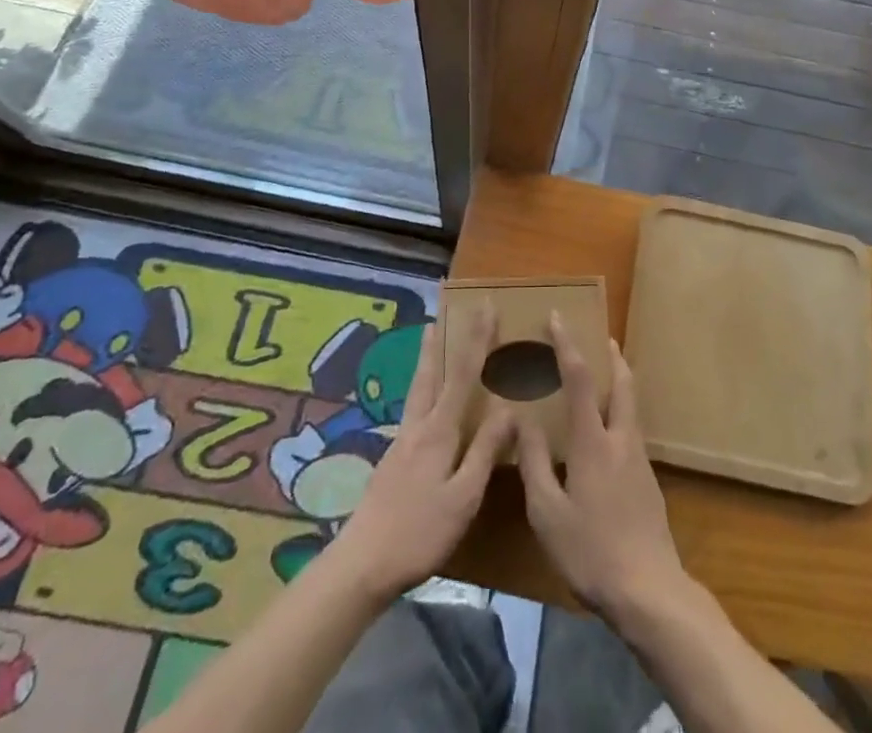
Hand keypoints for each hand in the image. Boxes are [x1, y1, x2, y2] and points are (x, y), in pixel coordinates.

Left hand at [329, 308, 511, 600]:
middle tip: (444, 310)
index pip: (463, 374)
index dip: (476, 339)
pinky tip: (422, 397)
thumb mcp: (463, 497)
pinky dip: (421, 386)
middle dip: (441, 340)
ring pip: (417, 388)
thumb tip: (509, 408)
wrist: (362, 564)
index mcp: (439, 431)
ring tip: (429, 336)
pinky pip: (412, 407)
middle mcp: (418, 426)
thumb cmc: (419, 533)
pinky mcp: (392, 459)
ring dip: (427, 358)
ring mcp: (401, 442)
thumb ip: (484, 451)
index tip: (485, 307)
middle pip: (431, 373)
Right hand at [517, 312, 688, 625]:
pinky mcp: (648, 479)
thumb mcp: (547, 512)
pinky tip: (605, 431)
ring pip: (630, 404)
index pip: (579, 378)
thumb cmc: (590, 550)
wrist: (649, 590)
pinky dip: (619, 409)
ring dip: (618, 379)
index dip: (567, 344)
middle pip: (622, 382)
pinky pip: (631, 427)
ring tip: (601, 374)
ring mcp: (639, 458)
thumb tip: (523, 417)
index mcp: (593, 441)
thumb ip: (534, 461)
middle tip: (598, 336)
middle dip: (610, 354)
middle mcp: (621, 439)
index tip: (557, 317)